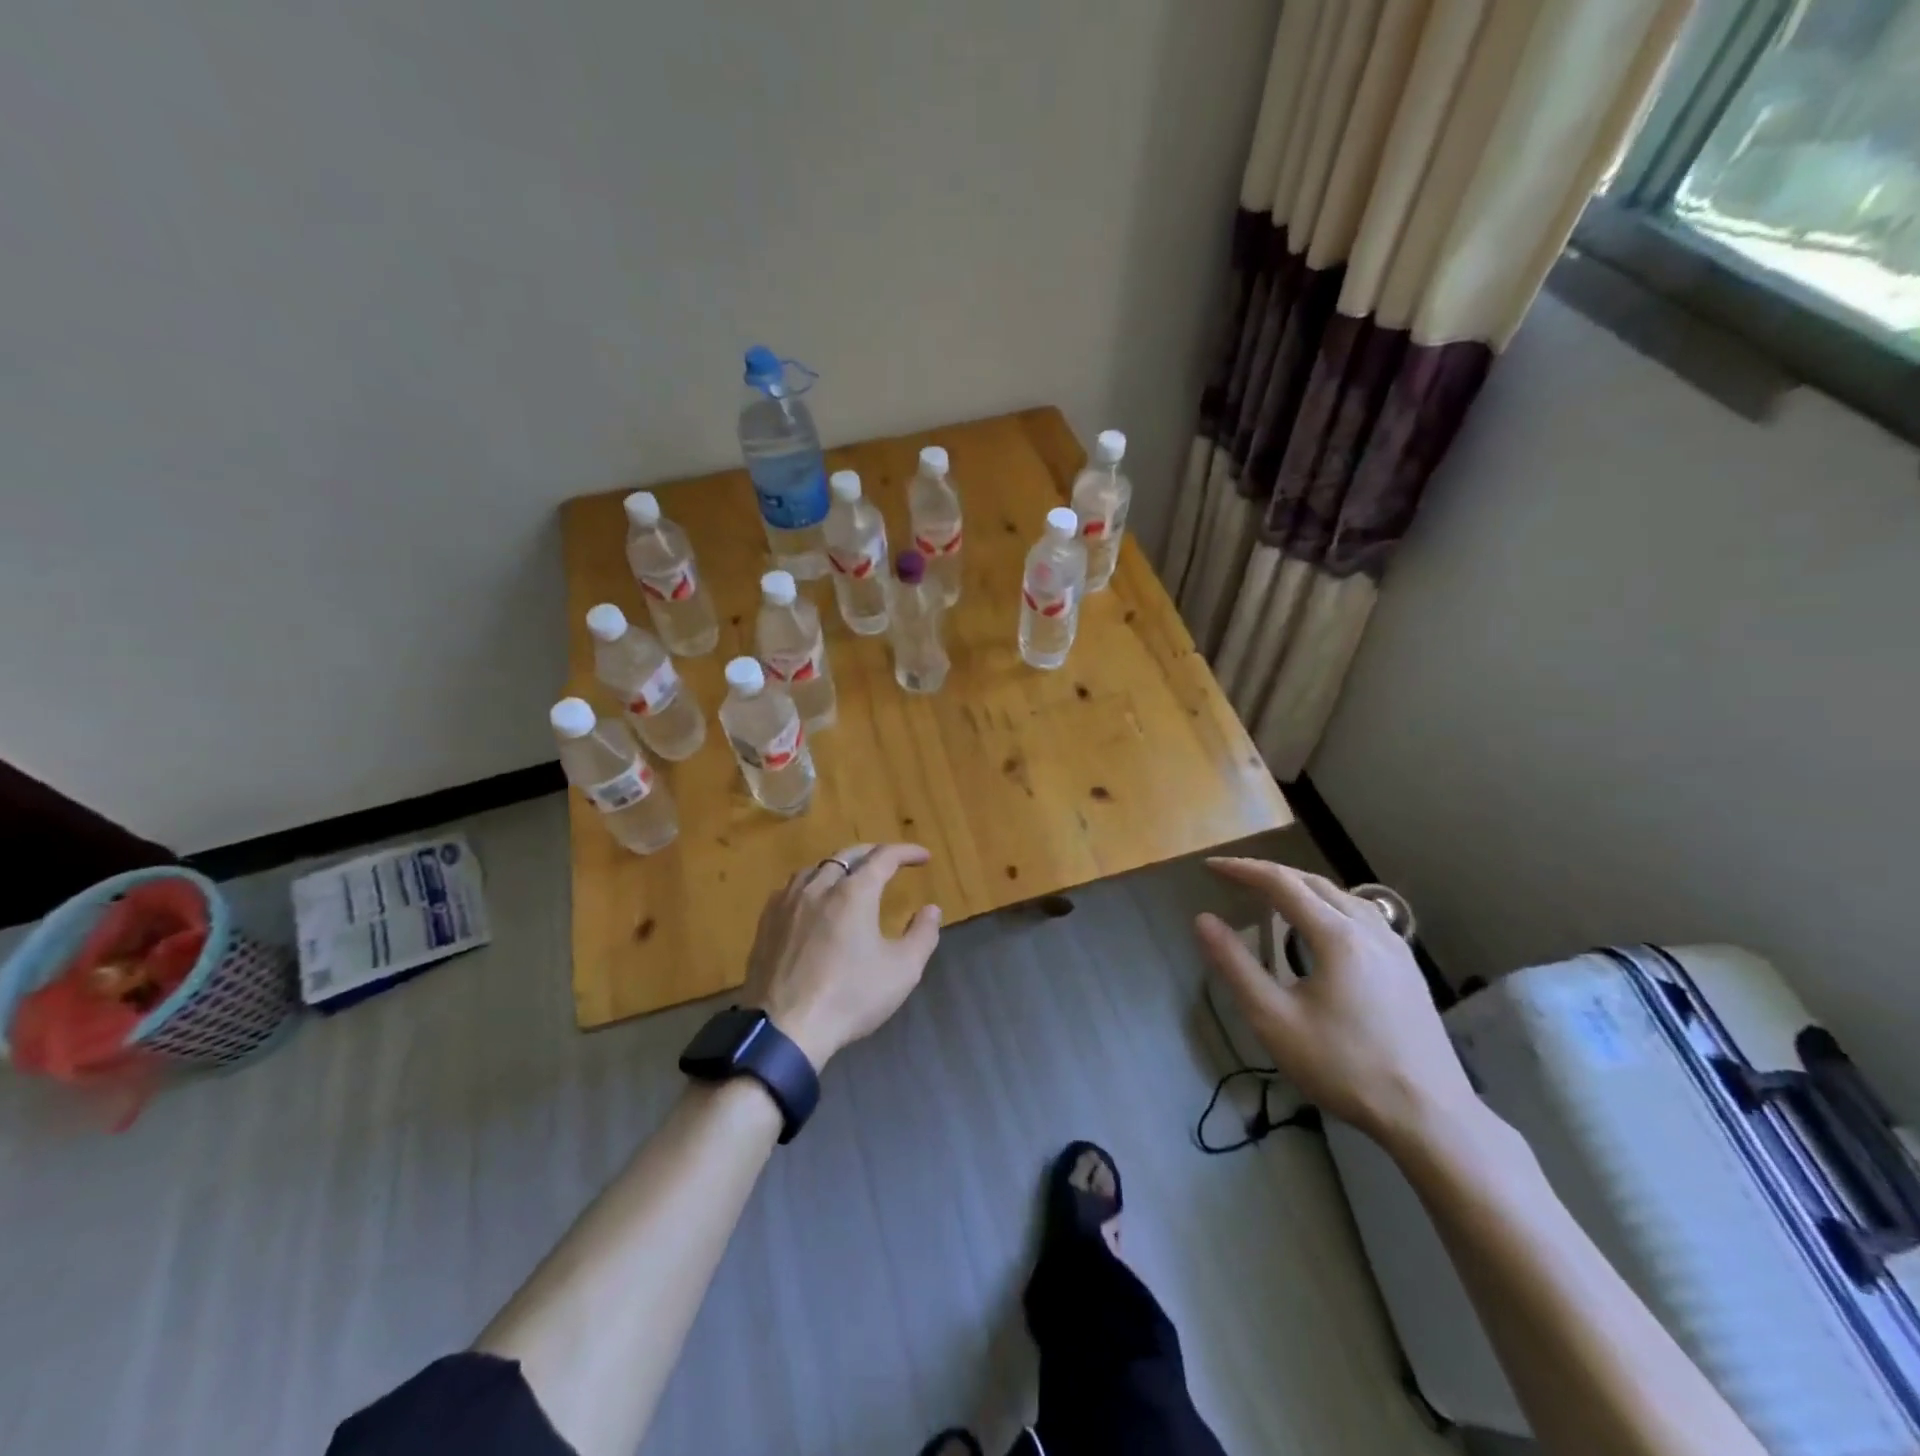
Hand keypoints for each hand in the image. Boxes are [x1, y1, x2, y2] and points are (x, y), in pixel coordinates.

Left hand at [741, 844, 942, 1070]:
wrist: (785, 1030)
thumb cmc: (849, 998)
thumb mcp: (902, 971)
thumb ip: (922, 935)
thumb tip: (931, 909)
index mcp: (853, 893)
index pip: (884, 858)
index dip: (906, 852)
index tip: (923, 857)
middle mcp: (819, 887)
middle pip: (847, 855)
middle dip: (873, 853)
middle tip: (890, 861)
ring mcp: (787, 903)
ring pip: (816, 869)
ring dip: (839, 867)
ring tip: (851, 878)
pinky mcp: (767, 922)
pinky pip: (791, 888)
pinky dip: (811, 884)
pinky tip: (813, 901)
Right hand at [1193, 858, 1478, 1151]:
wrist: (1429, 1116)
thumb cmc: (1344, 1067)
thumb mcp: (1275, 1020)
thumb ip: (1236, 966)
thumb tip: (1203, 921)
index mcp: (1337, 936)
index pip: (1281, 883)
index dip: (1242, 870)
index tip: (1211, 867)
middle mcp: (1369, 929)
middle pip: (1313, 882)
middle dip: (1270, 873)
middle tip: (1234, 878)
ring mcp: (1395, 947)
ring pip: (1342, 895)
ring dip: (1301, 886)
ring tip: (1273, 894)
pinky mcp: (1408, 967)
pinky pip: (1363, 914)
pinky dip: (1329, 904)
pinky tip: (1324, 925)